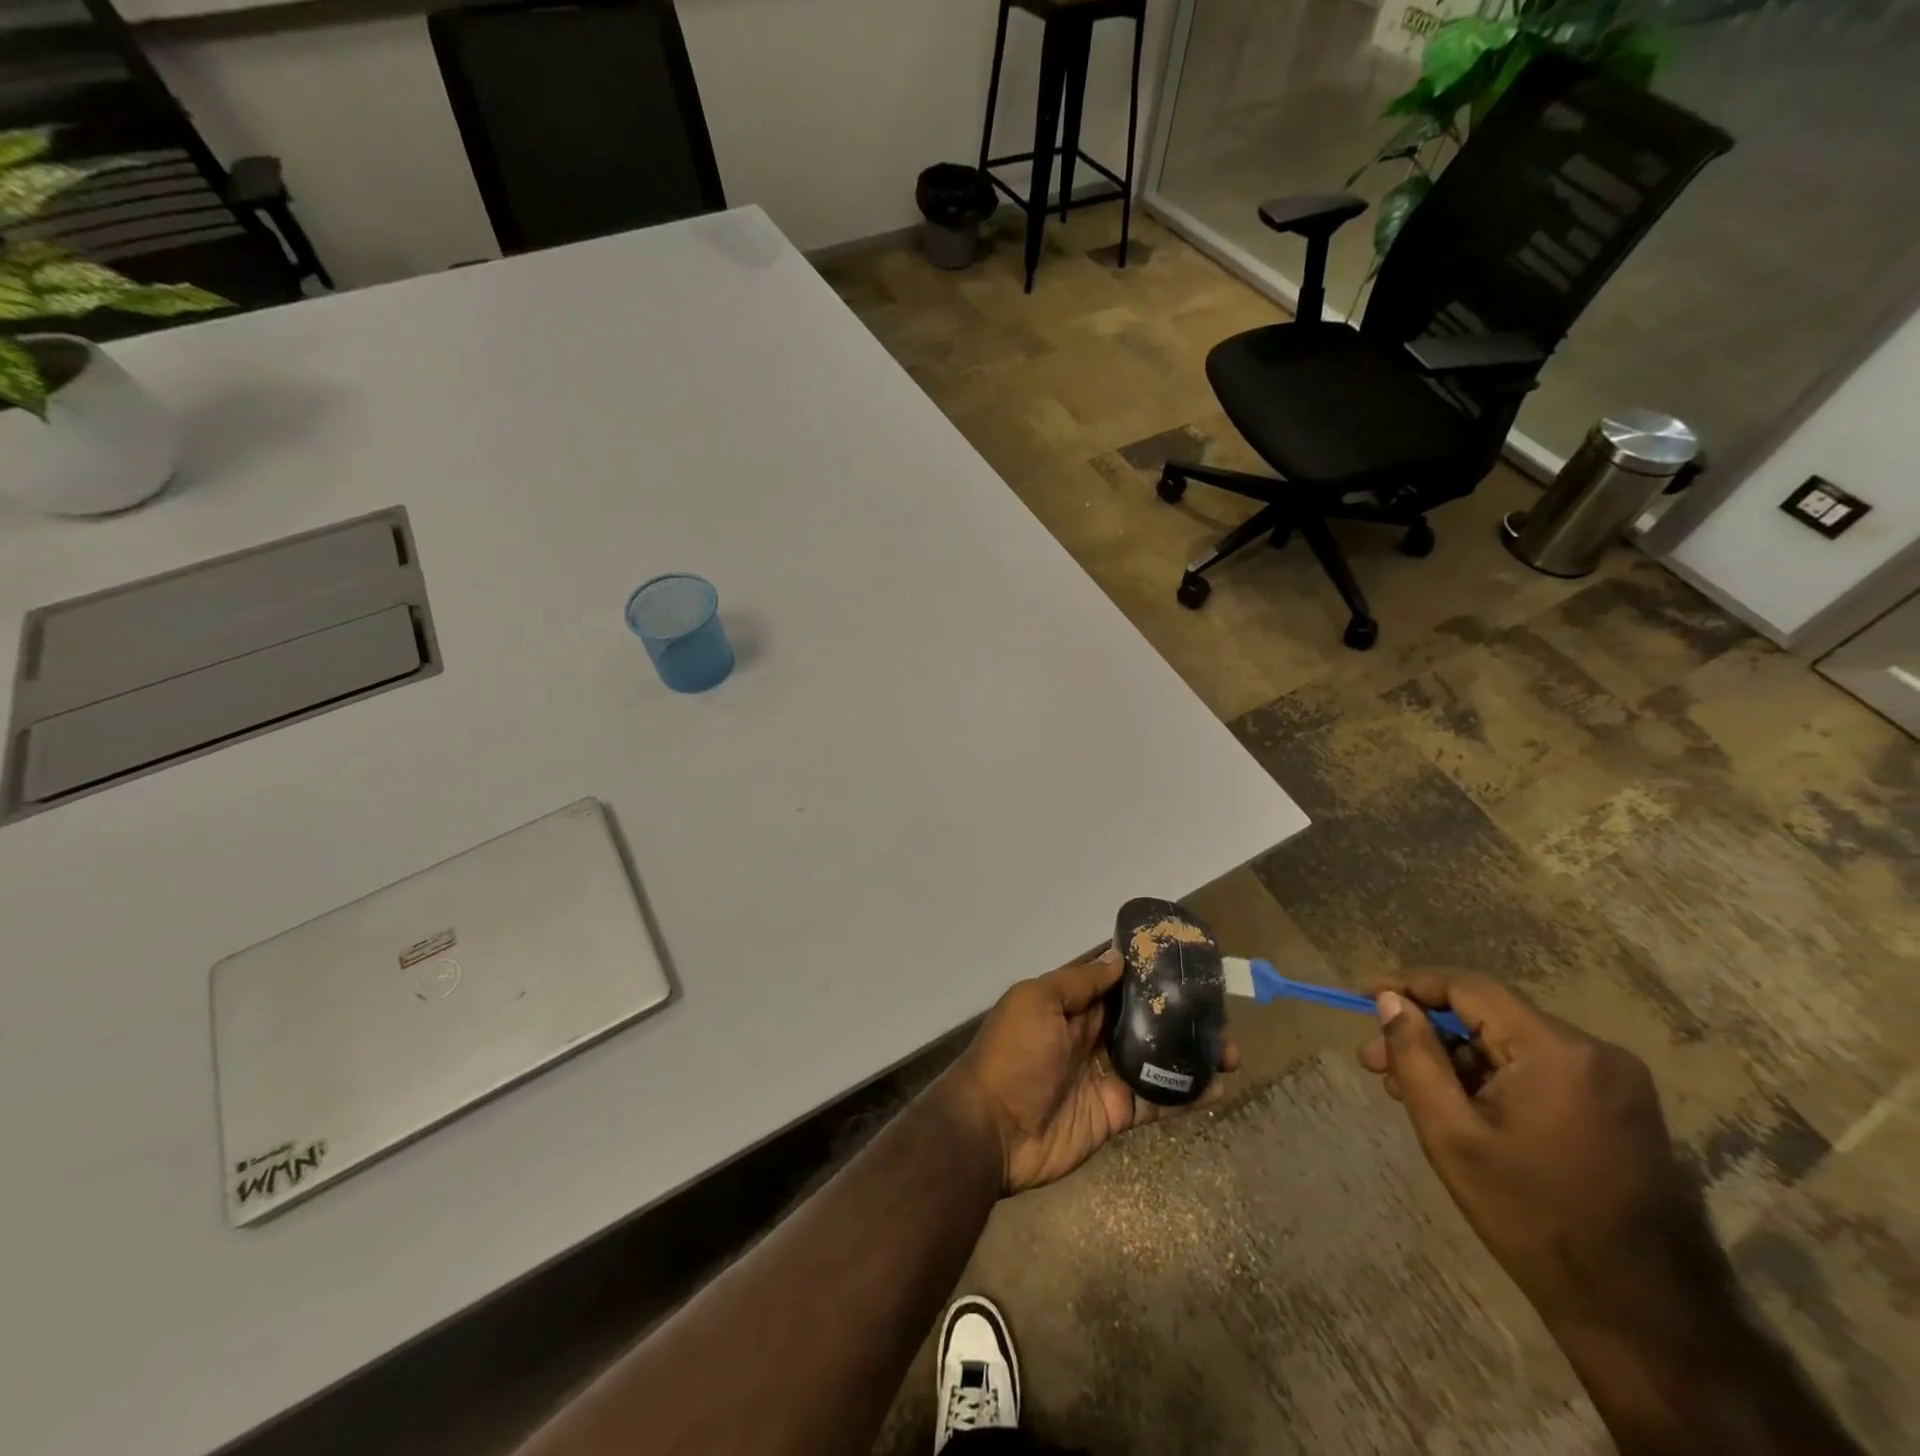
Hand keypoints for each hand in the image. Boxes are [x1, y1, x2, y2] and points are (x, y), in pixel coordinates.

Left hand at [940, 948, 1238, 1195]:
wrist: (992, 1130)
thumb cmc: (1012, 1054)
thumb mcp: (1036, 1002)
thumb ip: (1078, 982)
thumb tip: (1118, 959)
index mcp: (1071, 1005)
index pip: (1116, 982)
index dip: (1147, 973)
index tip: (1185, 963)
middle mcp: (1092, 1035)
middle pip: (1143, 1019)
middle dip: (1179, 1014)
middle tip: (1220, 1011)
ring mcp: (1107, 1075)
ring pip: (1157, 1058)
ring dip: (1191, 1054)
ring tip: (1231, 1051)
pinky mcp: (1117, 1113)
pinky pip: (1157, 1100)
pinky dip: (1186, 1094)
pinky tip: (1218, 1086)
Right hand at [1358, 972, 1725, 1332]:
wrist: (1645, 1315)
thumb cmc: (1533, 1217)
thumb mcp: (1452, 1134)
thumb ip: (1415, 1056)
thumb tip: (1388, 1000)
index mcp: (1557, 1051)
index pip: (1466, 988)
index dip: (1407, 985)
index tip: (1360, 995)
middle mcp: (1594, 1052)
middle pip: (1487, 1016)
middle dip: (1425, 1033)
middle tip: (1375, 1063)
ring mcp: (1614, 1081)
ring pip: (1509, 1045)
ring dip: (1454, 1060)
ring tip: (1407, 1091)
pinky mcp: (1620, 1109)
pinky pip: (1537, 1070)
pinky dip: (1490, 1079)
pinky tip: (1456, 1108)